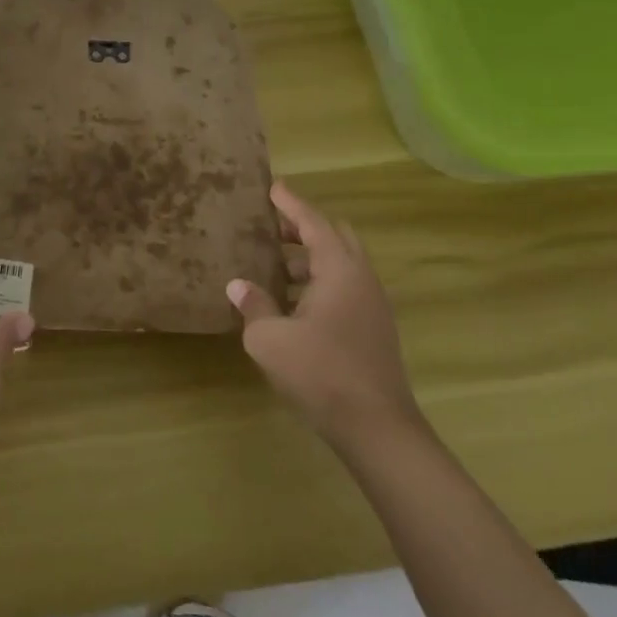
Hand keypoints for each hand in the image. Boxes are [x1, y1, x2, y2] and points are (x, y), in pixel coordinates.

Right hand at [227, 180, 420, 450]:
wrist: (377, 430)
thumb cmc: (320, 373)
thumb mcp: (270, 339)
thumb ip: (254, 306)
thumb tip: (239, 285)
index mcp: (340, 271)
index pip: (314, 223)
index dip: (291, 204)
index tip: (272, 186)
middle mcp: (361, 280)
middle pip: (334, 238)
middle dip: (303, 228)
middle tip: (270, 227)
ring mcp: (372, 307)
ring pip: (341, 266)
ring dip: (310, 259)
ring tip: (274, 265)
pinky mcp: (374, 331)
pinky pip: (344, 289)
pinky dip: (319, 283)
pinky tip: (292, 304)